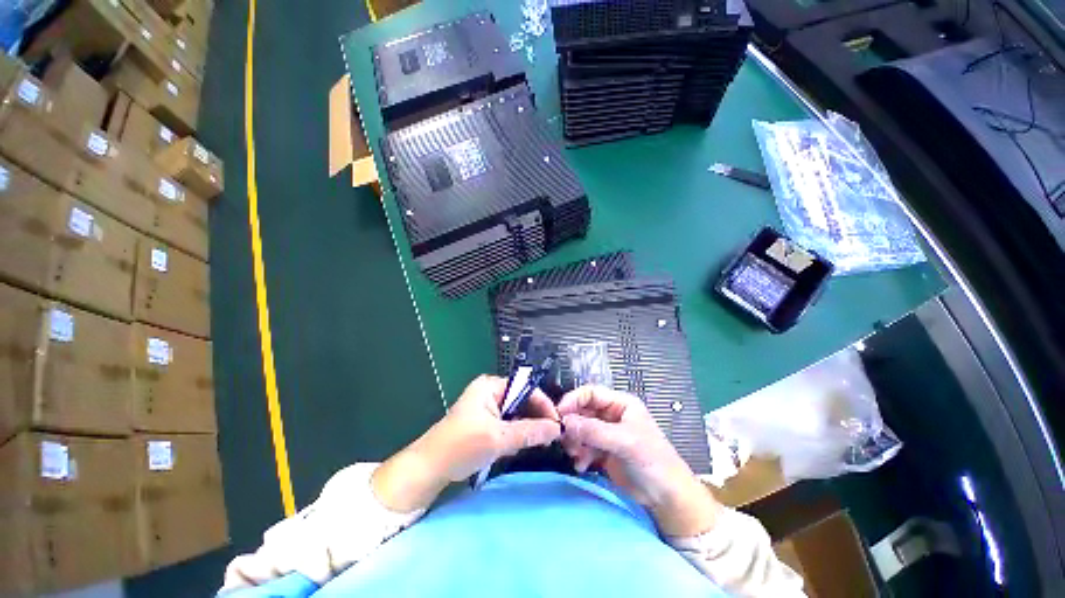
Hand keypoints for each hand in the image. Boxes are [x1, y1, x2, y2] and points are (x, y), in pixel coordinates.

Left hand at [373, 375, 561, 512]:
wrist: (428, 469)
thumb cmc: (461, 446)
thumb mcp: (498, 438)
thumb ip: (530, 431)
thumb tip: (557, 429)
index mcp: (491, 386)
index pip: (526, 389)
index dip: (543, 405)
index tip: (557, 424)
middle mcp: (490, 392)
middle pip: (522, 401)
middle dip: (535, 418)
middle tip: (550, 437)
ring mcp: (486, 408)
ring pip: (516, 415)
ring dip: (526, 429)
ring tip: (535, 443)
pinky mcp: (484, 423)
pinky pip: (507, 425)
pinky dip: (515, 435)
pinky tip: (517, 447)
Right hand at [559, 385, 721, 536]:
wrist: (667, 498)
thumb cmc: (652, 461)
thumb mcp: (625, 442)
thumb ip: (595, 431)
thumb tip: (565, 422)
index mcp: (620, 404)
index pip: (590, 393)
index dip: (573, 400)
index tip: (559, 414)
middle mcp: (611, 415)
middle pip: (583, 411)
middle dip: (573, 424)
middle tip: (565, 439)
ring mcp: (607, 434)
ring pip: (581, 429)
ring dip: (575, 441)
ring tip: (576, 455)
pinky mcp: (603, 452)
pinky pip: (584, 446)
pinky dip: (580, 454)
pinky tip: (581, 465)